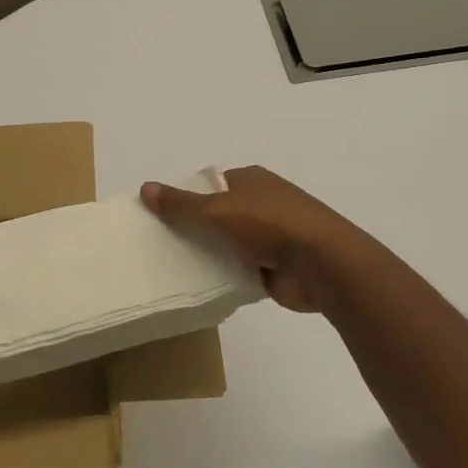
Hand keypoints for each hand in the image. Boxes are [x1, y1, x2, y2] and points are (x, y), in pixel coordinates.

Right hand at [141, 165, 364, 313]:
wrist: (323, 264)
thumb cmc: (270, 224)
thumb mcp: (218, 210)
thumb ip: (181, 204)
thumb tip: (144, 188)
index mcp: (251, 180)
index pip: (211, 186)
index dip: (187, 199)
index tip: (162, 218)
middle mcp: (263, 203)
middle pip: (219, 216)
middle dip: (196, 229)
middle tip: (163, 246)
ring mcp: (272, 236)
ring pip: (229, 245)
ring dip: (212, 255)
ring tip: (176, 268)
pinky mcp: (277, 267)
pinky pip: (241, 270)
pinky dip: (227, 277)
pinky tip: (202, 287)